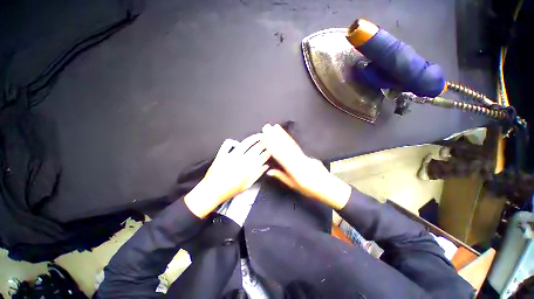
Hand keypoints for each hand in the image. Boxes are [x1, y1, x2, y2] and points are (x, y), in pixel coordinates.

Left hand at [184, 134, 270, 217]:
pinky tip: (236, 143)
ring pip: (245, 144)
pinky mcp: (222, 155)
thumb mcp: (247, 185)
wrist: (212, 191)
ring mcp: (231, 156)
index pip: (262, 157)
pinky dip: (232, 141)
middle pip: (255, 149)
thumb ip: (257, 175)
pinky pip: (227, 144)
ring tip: (258, 136)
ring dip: (253, 138)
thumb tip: (266, 167)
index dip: (267, 153)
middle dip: (263, 143)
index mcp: (248, 169)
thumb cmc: (230, 190)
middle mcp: (241, 161)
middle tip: (267, 139)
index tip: (269, 151)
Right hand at [262, 124, 350, 209]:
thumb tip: (269, 171)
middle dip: (274, 136)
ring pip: (290, 144)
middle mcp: (298, 160)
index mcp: (293, 169)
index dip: (271, 146)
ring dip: (282, 134)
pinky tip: (285, 135)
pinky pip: (296, 146)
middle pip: (284, 147)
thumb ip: (281, 176)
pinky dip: (290, 139)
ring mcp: (303, 156)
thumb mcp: (293, 185)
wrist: (328, 187)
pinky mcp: (306, 155)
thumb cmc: (309, 189)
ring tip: (275, 127)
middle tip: (267, 127)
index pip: (279, 156)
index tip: (264, 138)